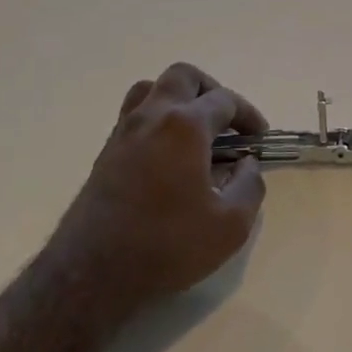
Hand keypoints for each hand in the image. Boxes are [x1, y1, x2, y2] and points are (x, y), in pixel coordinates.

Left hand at [53, 63, 268, 327]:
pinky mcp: (105, 151)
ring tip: (194, 128)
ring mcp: (124, 131)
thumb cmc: (166, 245)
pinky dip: (156, 118)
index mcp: (185, 125)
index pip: (225, 100)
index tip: (259, 138)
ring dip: (178, 97)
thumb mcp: (230, 225)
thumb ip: (250, 186)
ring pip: (152, 88)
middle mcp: (153, 115)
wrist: (91, 275)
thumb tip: (247, 164)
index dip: (248, 115)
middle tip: (226, 121)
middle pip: (184, 76)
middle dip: (211, 90)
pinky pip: (134, 113)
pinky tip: (167, 152)